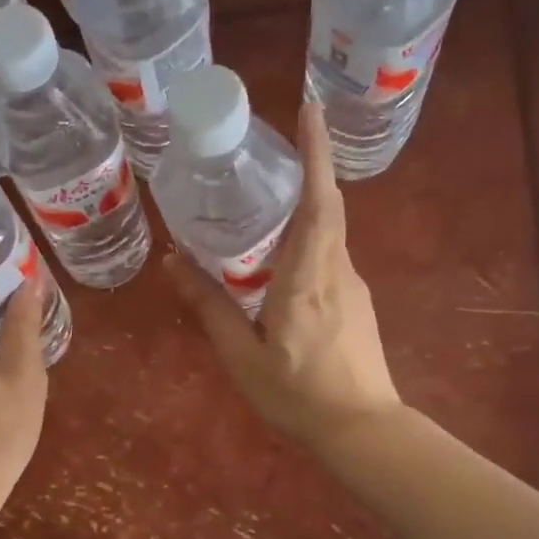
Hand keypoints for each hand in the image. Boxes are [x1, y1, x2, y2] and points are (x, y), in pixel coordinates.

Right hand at [165, 102, 400, 452]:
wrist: (363, 430)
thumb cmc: (299, 395)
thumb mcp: (243, 357)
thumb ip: (210, 308)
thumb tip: (175, 263)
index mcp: (307, 277)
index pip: (319, 202)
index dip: (316, 153)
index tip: (311, 109)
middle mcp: (336, 270)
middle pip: (327, 206)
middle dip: (308, 167)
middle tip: (273, 148)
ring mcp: (353, 285)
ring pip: (329, 231)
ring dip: (304, 205)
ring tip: (266, 199)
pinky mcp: (357, 302)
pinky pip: (330, 254)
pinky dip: (308, 238)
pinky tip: (280, 257)